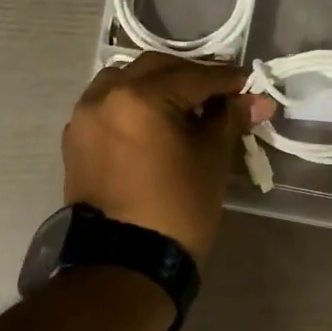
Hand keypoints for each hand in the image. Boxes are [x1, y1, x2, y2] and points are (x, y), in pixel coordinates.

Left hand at [64, 54, 271, 264]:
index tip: (248, 84)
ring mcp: (84, 116)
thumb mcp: (212, 160)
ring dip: (154, 83)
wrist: (125, 261)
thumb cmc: (177, 208)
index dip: (226, 79)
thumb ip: (230, 119)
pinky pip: (105, 104)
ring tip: (181, 103)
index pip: (193, 76)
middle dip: (189, 76)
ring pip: (124, 80)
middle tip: (218, 92)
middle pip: (155, 68)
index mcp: (140, 97)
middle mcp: (105, 95)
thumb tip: (256, 99)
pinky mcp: (75, 138)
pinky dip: (129, 103)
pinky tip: (149, 120)